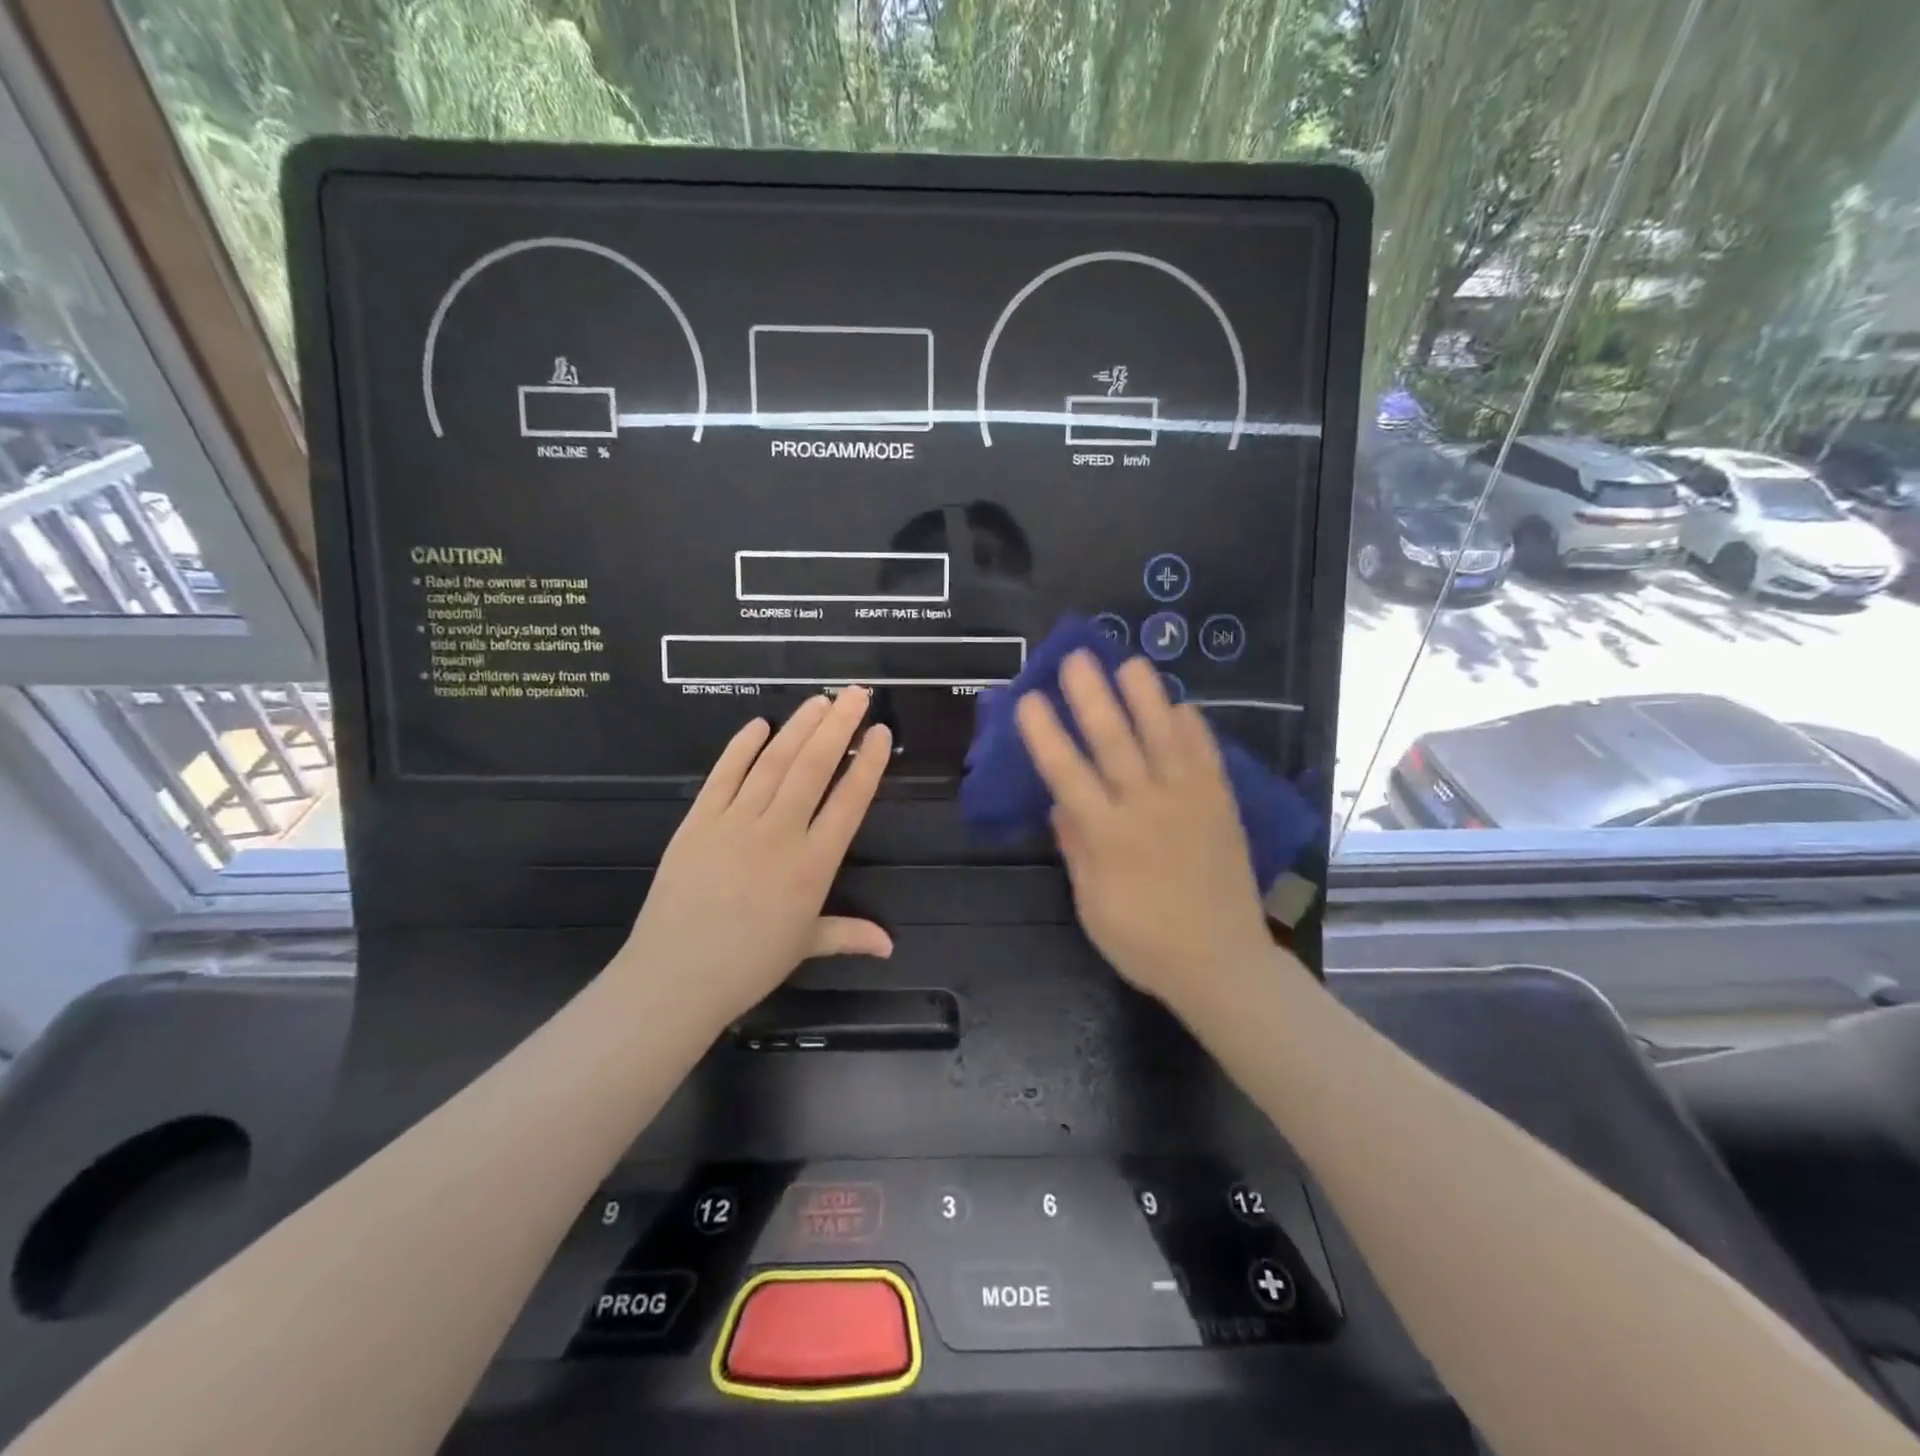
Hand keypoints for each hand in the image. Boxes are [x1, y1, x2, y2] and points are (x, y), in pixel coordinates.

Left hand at [615, 688, 893, 1029]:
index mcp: (813, 865)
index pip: (849, 802)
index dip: (868, 764)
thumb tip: (890, 945)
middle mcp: (780, 834)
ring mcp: (736, 822)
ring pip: (774, 762)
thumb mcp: (806, 946)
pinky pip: (724, 775)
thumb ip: (849, 934)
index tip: (882, 733)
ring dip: (799, 727)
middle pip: (814, 768)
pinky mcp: (699, 821)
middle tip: (856, 693)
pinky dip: (741, 747)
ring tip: (819, 700)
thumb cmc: (749, 964)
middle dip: (839, 726)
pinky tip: (759, 724)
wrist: (676, 977)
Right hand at [1015, 651, 1274, 1009]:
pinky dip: (1195, 729)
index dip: (1045, 734)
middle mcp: (1146, 808)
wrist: (1221, 963)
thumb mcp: (1092, 905)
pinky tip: (1183, 705)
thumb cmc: (1144, 942)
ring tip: (1131, 662)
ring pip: (1164, 738)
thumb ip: (1077, 849)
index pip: (1067, 774)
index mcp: (1108, 836)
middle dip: (1092, 697)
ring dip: (1146, 697)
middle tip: (1076, 658)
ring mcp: (1189, 802)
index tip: (1028, 699)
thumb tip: (1060, 804)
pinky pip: (1207, 758)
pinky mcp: (1220, 806)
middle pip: (1114, 742)